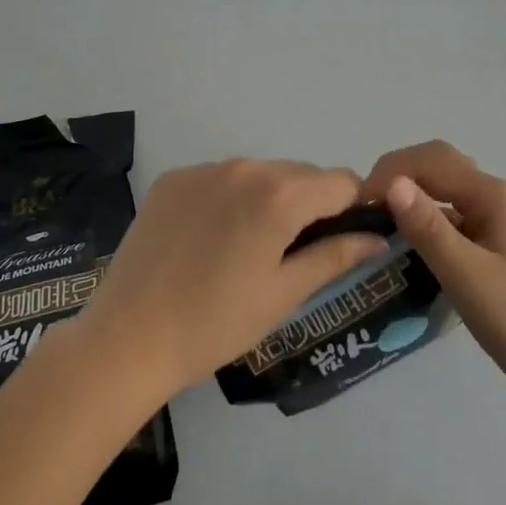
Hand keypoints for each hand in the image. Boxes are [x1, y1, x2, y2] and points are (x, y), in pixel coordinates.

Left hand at [83, 159, 389, 398]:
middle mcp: (245, 166)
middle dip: (309, 204)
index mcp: (279, 195)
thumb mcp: (283, 294)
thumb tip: (377, 238)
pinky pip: (221, 177)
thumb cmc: (216, 323)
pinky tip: (210, 238)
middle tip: (291, 254)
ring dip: (269, 199)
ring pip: (260, 173)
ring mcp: (204, 169)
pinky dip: (230, 198)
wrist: (128, 337)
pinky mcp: (173, 178)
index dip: (350, 208)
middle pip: (301, 173)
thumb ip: (334, 257)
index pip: (341, 181)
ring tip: (246, 248)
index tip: (339, 240)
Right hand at [365, 141, 505, 402]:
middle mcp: (492, 197)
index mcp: (491, 195)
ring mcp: (491, 220)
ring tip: (376, 219)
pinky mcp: (486, 244)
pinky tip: (403, 240)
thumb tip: (391, 184)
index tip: (359, 201)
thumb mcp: (464, 272)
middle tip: (364, 204)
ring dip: (409, 194)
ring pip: (442, 190)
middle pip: (438, 165)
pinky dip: (421, 218)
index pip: (432, 161)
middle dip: (399, 174)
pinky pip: (447, 216)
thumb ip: (427, 227)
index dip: (392, 171)